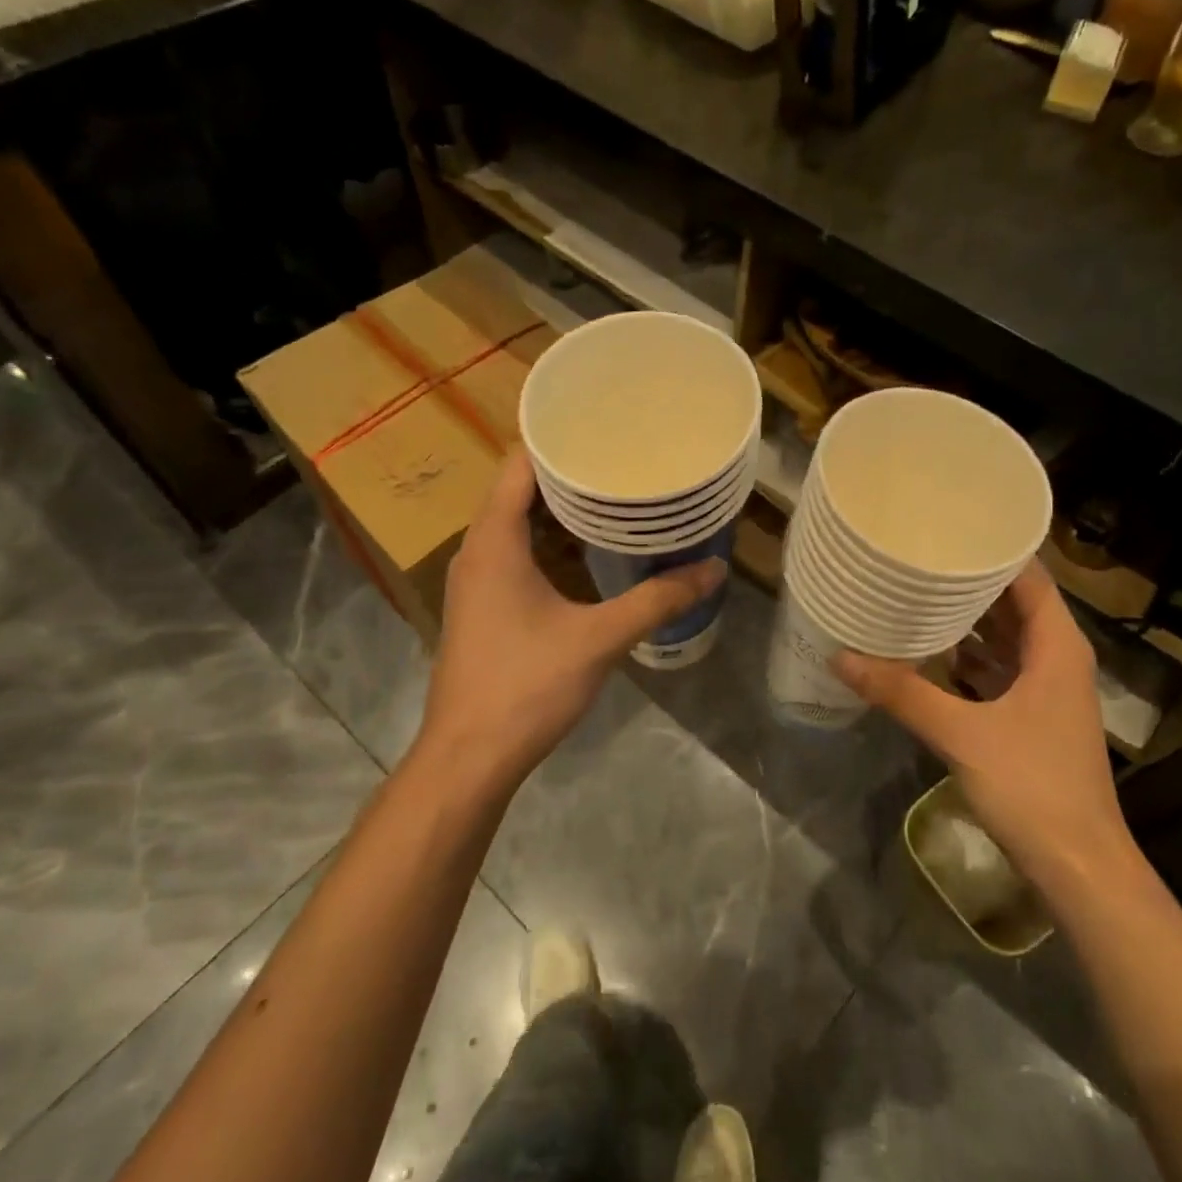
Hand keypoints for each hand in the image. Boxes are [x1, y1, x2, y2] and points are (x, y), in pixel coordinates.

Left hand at [418, 453, 724, 787]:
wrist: (468, 758)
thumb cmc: (526, 687)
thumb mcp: (599, 639)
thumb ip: (657, 601)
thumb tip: (713, 569)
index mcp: (494, 541)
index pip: (518, 464)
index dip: (557, 439)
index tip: (602, 423)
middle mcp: (477, 551)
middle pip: (518, 490)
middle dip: (568, 472)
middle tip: (621, 456)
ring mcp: (476, 581)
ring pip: (516, 524)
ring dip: (560, 509)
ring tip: (614, 493)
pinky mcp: (483, 607)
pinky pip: (515, 553)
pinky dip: (550, 541)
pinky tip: (589, 551)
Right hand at [836, 563, 1134, 893]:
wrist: (1079, 866)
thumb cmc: (1032, 786)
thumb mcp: (961, 734)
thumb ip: (902, 693)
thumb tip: (840, 656)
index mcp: (1056, 646)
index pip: (1028, 576)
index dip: (993, 548)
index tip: (948, 525)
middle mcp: (1057, 658)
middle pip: (1014, 603)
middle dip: (970, 580)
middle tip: (919, 554)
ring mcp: (1046, 689)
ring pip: (1005, 638)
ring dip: (967, 620)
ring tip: (916, 592)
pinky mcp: (1032, 717)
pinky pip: (998, 670)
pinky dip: (968, 657)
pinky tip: (929, 652)